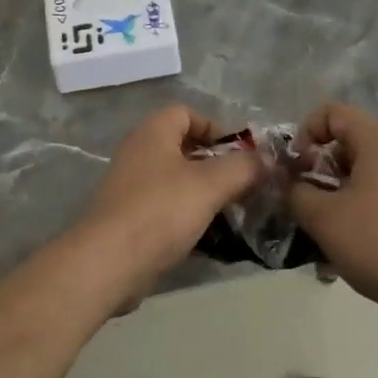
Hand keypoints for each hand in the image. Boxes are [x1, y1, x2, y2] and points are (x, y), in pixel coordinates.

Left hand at [72, 105, 264, 297]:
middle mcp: (138, 154)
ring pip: (176, 181)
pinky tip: (210, 238)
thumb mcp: (210, 185)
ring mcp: (131, 188)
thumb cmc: (160, 211)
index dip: (216, 127)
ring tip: (232, 212)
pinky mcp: (129, 220)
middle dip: (216, 164)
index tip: (240, 153)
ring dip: (204, 193)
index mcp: (153, 133)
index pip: (186, 113)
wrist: (107, 264)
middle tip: (243, 184)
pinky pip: (166, 210)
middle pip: (183, 148)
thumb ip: (243, 168)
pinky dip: (188, 218)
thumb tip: (269, 160)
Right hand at [287, 102, 377, 321]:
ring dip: (337, 195)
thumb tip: (290, 185)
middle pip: (349, 143)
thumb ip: (297, 193)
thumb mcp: (324, 219)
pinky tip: (351, 248)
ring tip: (324, 232)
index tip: (296, 168)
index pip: (333, 112)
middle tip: (306, 202)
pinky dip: (360, 210)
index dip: (306, 132)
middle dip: (319, 169)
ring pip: (364, 174)